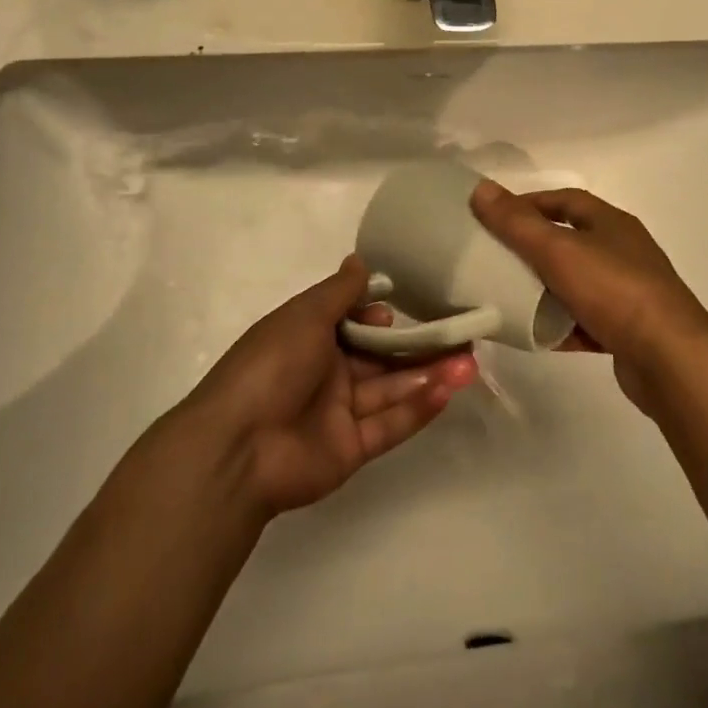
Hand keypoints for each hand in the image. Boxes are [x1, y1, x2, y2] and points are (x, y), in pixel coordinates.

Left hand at [186, 255, 479, 517]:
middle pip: (382, 357)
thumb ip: (339, 291)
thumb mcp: (304, 315)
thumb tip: (359, 259)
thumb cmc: (271, 365)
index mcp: (309, 339)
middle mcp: (327, 373)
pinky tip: (449, 390)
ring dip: (430, 375)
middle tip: (463, 336)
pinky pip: (390, 424)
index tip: (406, 308)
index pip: (355, 323)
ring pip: (392, 389)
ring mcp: (340, 413)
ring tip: (470, 363)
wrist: (238, 446)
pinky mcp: (352, 449)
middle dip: (420, 347)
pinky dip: (419, 408)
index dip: (381, 317)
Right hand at [470, 180, 707, 412]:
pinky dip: (562, 325)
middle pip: (570, 242)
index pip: (565, 201)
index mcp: (611, 224)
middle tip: (495, 258)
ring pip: (576, 283)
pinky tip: (537, 336)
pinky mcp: (627, 330)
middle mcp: (623, 252)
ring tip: (509, 297)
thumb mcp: (558, 250)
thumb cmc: (613, 290)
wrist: (669, 359)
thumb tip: (480, 188)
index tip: (495, 217)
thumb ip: (517, 222)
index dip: (529, 204)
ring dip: (546, 289)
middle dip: (533, 248)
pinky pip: (585, 320)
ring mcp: (628, 292)